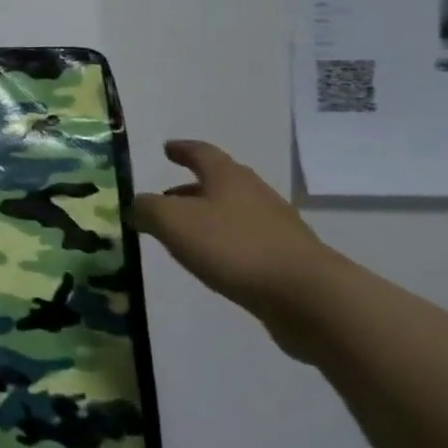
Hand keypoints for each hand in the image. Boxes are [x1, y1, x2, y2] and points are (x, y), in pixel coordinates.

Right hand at [131, 140, 342, 358]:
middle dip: (192, 187)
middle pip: (221, 182)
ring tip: (185, 234)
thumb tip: (137, 207)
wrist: (309, 298)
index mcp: (228, 178)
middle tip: (167, 197)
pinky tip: (215, 262)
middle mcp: (255, 195)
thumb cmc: (234, 247)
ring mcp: (278, 228)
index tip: (167, 149)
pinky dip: (227, 243)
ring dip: (209, 217)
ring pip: (235, 213)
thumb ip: (147, 209)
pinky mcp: (289, 260)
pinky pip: (248, 242)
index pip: (201, 153)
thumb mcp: (172, 222)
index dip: (182, 149)